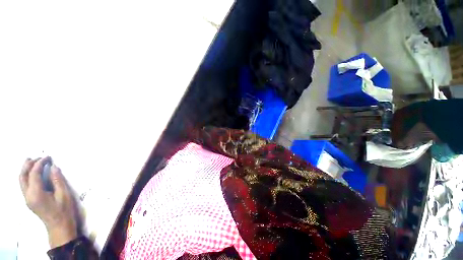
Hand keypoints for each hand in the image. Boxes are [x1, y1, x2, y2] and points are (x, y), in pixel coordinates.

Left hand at [19, 157, 77, 247]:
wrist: (59, 226)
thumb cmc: (63, 210)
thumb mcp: (63, 195)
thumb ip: (57, 180)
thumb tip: (53, 167)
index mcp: (36, 193)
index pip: (34, 174)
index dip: (40, 163)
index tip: (48, 157)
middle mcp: (28, 195)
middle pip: (23, 176)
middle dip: (28, 165)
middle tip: (37, 157)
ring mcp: (27, 198)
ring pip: (21, 181)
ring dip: (25, 170)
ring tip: (31, 161)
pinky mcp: (29, 200)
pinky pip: (24, 185)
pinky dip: (26, 176)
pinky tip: (32, 174)